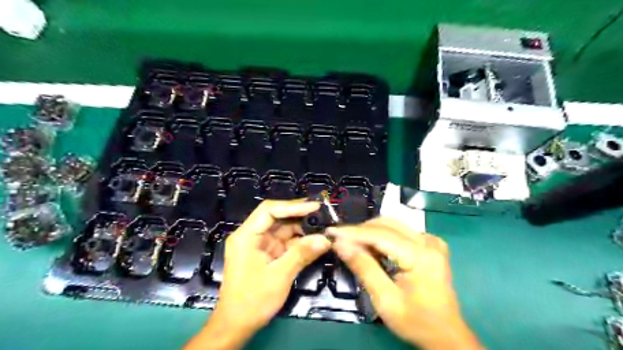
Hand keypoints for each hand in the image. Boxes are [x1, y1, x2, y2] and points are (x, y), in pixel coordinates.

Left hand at [183, 200, 330, 349]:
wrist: (237, 326)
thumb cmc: (252, 300)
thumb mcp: (279, 276)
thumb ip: (302, 254)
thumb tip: (326, 239)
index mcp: (247, 236)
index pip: (269, 210)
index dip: (292, 206)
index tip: (314, 207)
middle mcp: (252, 236)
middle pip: (277, 218)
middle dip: (300, 216)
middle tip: (323, 214)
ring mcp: (260, 245)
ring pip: (284, 230)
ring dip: (303, 229)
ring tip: (324, 226)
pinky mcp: (267, 255)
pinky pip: (285, 243)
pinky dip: (300, 242)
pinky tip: (316, 241)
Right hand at [327, 219, 482, 349]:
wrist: (446, 335)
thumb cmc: (416, 322)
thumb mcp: (385, 300)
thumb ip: (363, 268)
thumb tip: (340, 244)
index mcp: (421, 256)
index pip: (380, 235)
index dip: (353, 232)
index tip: (331, 232)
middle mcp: (428, 242)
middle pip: (387, 225)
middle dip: (360, 231)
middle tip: (340, 241)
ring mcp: (432, 241)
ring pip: (393, 226)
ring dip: (371, 233)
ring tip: (354, 246)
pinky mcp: (431, 245)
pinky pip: (401, 232)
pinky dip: (383, 237)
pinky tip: (373, 249)